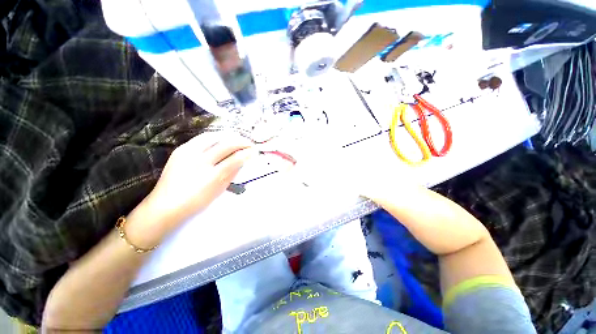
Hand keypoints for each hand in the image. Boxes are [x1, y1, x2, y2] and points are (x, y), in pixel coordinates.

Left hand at [127, 133, 254, 247]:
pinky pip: (202, 138)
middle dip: (242, 141)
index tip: (254, 151)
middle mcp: (200, 161)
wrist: (165, 204)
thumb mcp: (219, 190)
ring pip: (214, 136)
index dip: (248, 152)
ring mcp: (188, 153)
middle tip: (249, 143)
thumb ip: (232, 173)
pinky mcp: (180, 149)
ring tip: (236, 139)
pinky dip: (215, 137)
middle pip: (227, 144)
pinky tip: (221, 140)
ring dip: (229, 136)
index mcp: (212, 176)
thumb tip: (243, 160)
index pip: (236, 159)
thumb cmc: (197, 201)